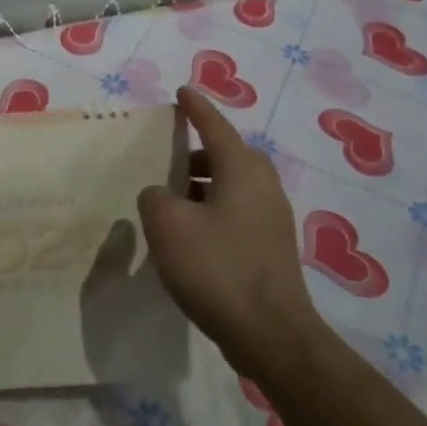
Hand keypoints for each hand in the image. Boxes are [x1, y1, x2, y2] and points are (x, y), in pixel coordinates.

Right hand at [137, 87, 322, 375]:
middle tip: (170, 156)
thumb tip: (162, 195)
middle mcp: (263, 186)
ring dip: (204, 184)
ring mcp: (272, 218)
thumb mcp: (167, 225)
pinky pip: (237, 211)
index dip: (196, 108)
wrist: (270, 334)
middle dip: (200, 151)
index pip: (215, 126)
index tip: (183, 91)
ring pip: (233, 185)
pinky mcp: (271, 247)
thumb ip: (155, 197)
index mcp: (242, 170)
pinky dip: (212, 209)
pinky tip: (189, 233)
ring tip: (172, 198)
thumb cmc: (216, 267)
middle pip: (229, 155)